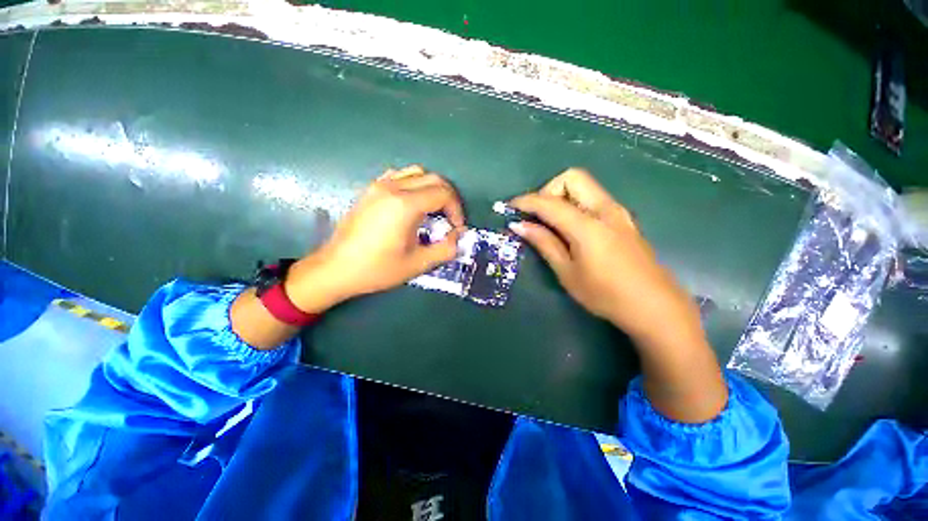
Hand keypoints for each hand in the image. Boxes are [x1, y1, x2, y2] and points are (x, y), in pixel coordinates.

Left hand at [285, 165, 464, 311]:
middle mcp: (393, 187)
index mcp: (405, 205)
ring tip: (433, 211)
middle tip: (450, 219)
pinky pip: (399, 176)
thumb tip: (460, 235)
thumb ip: (446, 248)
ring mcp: (379, 185)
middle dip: (448, 198)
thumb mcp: (418, 264)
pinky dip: (414, 184)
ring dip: (432, 188)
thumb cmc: (377, 269)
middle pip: (433, 178)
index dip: (457, 209)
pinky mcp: (370, 190)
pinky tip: (411, 204)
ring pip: (417, 173)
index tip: (456, 228)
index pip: (444, 193)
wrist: (336, 269)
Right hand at [511, 168, 726, 422]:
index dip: (526, 202)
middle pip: (572, 177)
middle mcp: (605, 209)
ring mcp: (618, 212)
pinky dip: (575, 204)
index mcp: (588, 225)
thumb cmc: (606, 295)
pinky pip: (593, 199)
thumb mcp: (567, 272)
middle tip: (538, 216)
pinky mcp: (623, 219)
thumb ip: (544, 243)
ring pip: (584, 186)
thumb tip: (519, 226)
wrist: (655, 307)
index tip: (509, 207)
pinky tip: (570, 229)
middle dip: (548, 190)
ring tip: (550, 224)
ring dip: (561, 197)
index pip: (549, 202)